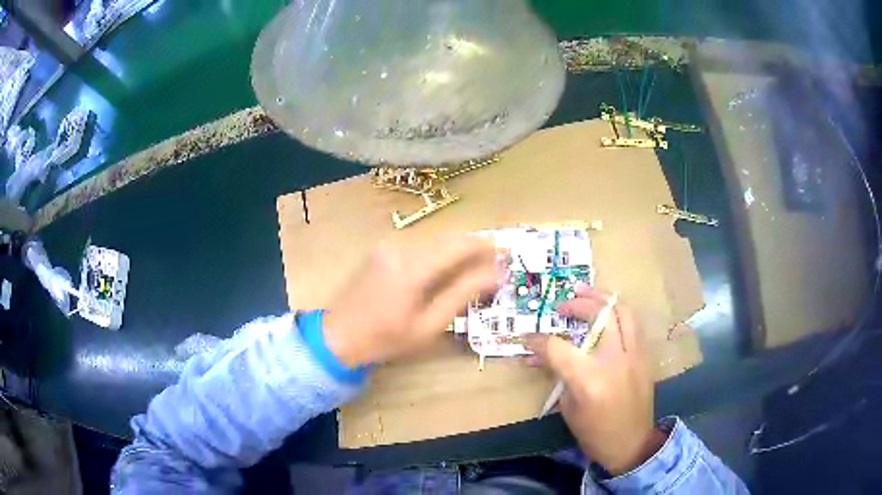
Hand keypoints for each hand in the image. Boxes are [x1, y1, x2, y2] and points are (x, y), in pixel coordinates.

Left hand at [323, 236, 502, 365]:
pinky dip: (436, 255)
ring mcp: (387, 247)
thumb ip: (462, 295)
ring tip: (474, 269)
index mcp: (412, 268)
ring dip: (455, 251)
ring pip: (432, 243)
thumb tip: (495, 274)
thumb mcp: (429, 325)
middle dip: (473, 247)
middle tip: (495, 261)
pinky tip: (444, 271)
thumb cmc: (386, 338)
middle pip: (446, 239)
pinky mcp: (380, 251)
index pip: (458, 245)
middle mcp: (400, 248)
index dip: (485, 245)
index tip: (506, 252)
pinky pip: (417, 248)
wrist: (338, 336)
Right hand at [525, 284, 666, 475]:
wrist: (632, 443)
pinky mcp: (643, 355)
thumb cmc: (594, 433)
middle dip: (577, 304)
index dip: (538, 340)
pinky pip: (632, 323)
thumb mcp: (568, 408)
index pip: (558, 347)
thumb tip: (540, 356)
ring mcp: (633, 354)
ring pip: (622, 311)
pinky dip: (616, 312)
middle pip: (598, 315)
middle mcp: (613, 360)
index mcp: (588, 379)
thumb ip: (558, 375)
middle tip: (562, 305)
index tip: (528, 337)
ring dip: (602, 298)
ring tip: (585, 292)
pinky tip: (605, 311)